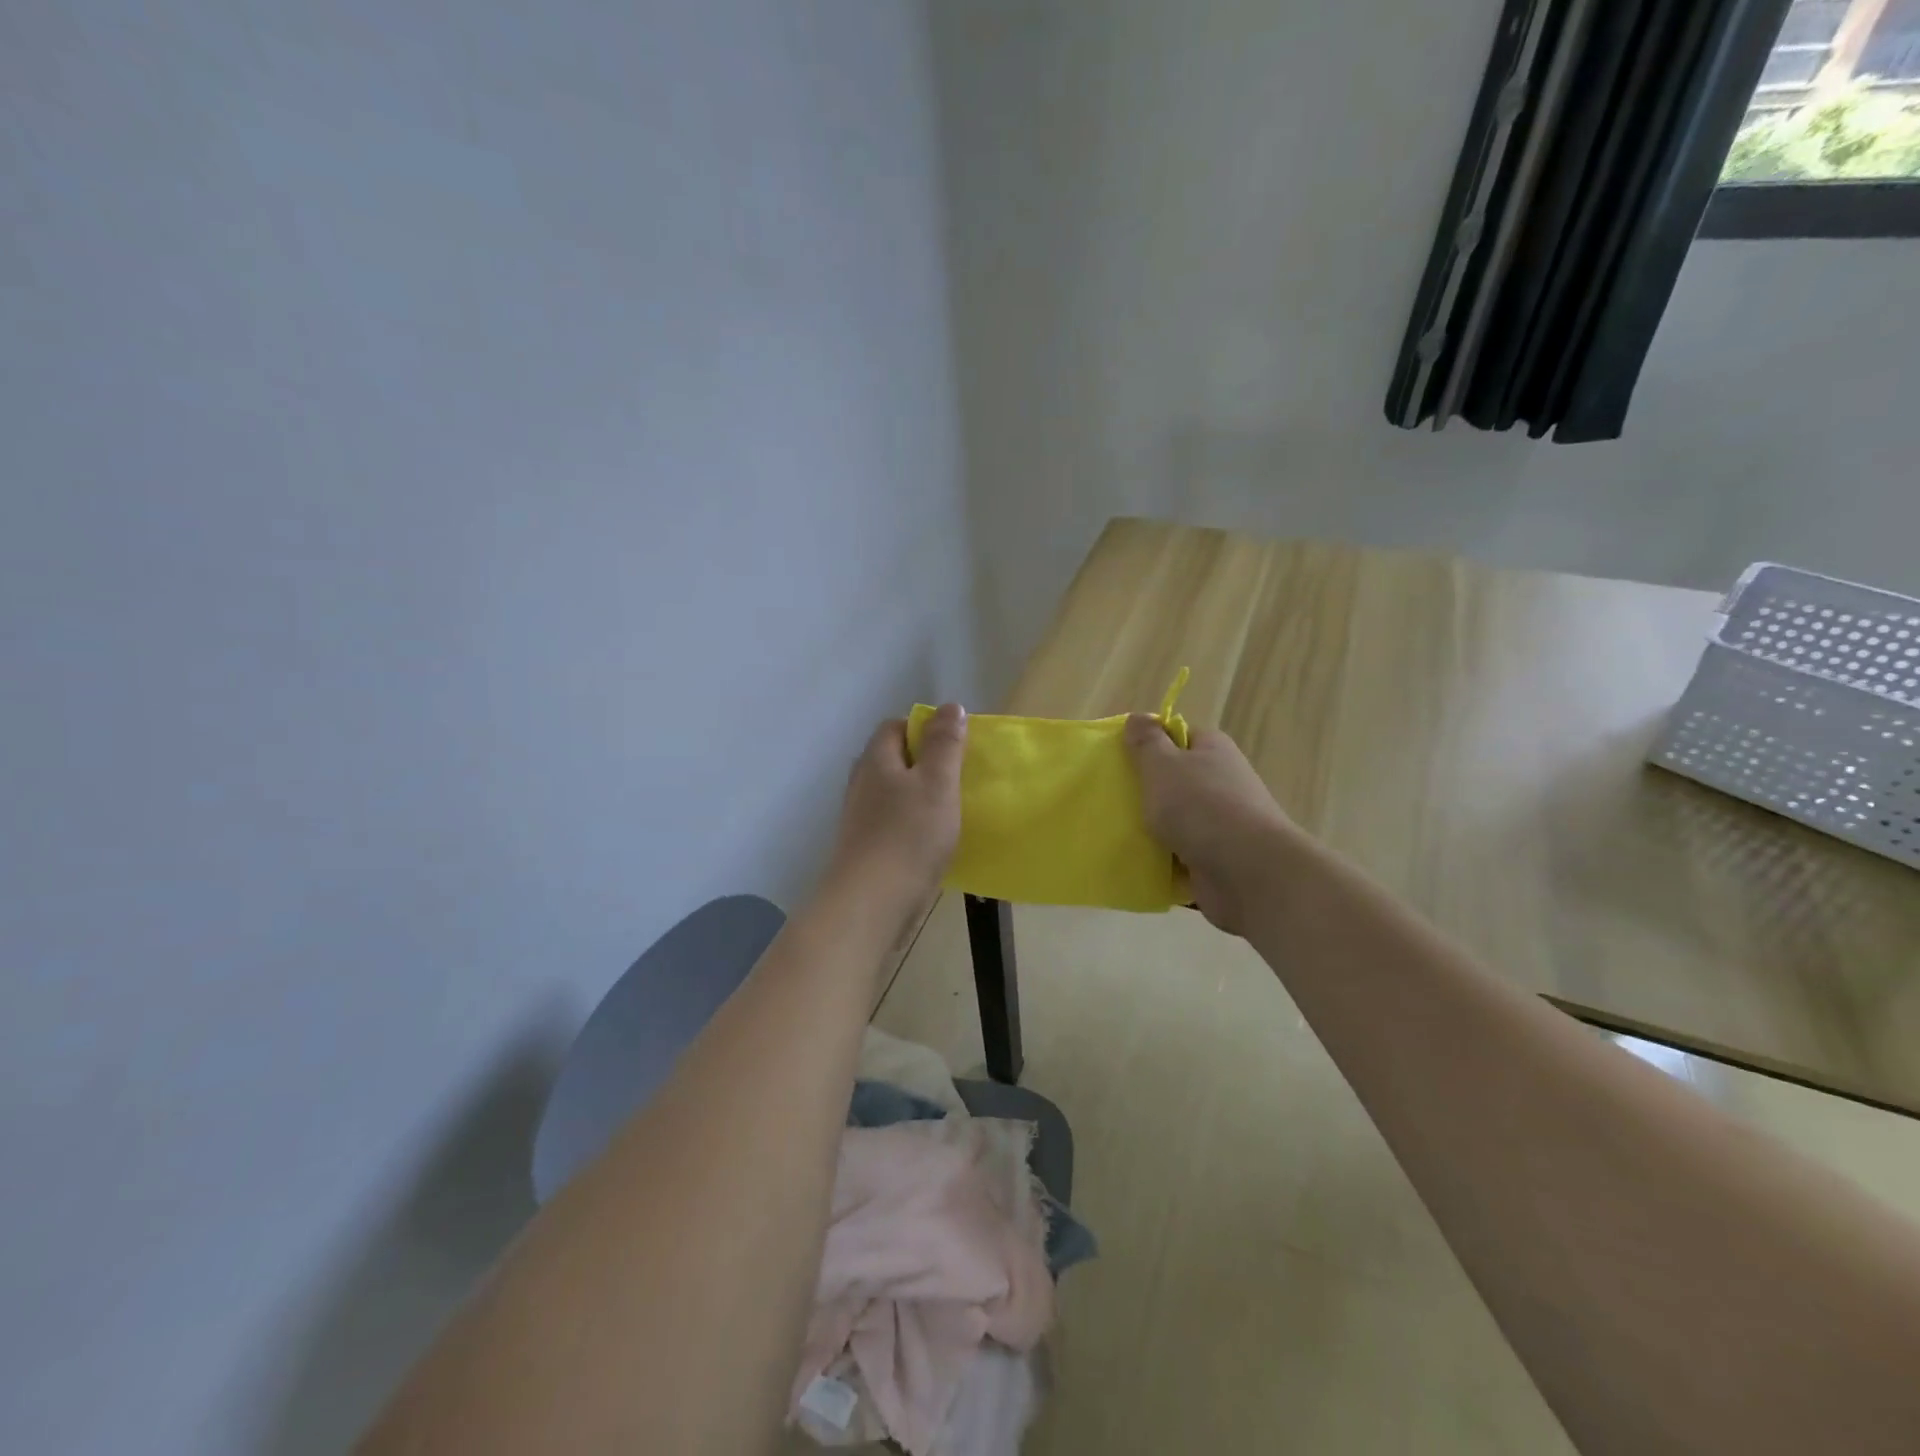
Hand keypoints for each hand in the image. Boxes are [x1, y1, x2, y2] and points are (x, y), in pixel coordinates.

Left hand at [828, 703, 966, 903]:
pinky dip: (911, 824)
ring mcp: (859, 818)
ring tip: (950, 809)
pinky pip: (891, 823)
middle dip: (923, 762)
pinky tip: (932, 841)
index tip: (954, 745)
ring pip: (891, 793)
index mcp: (876, 760)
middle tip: (957, 777)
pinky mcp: (864, 848)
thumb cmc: (909, 836)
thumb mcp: (937, 783)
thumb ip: (944, 744)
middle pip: (891, 759)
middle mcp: (861, 783)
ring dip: (918, 796)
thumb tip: (949, 706)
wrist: (871, 903)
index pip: (894, 726)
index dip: (923, 728)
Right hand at [1124, 715, 1295, 934]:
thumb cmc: (1201, 807)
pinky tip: (1136, 865)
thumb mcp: (1163, 765)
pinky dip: (1162, 862)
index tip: (1121, 759)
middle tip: (1111, 799)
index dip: (1150, 744)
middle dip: (1146, 791)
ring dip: (1152, 830)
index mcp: (1212, 750)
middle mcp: (1222, 782)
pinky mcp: (1218, 859)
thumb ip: (1147, 742)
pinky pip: (1180, 856)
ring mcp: (1222, 824)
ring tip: (1116, 834)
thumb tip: (1138, 717)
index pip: (1178, 736)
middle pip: (1175, 781)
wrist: (1247, 873)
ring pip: (1176, 821)